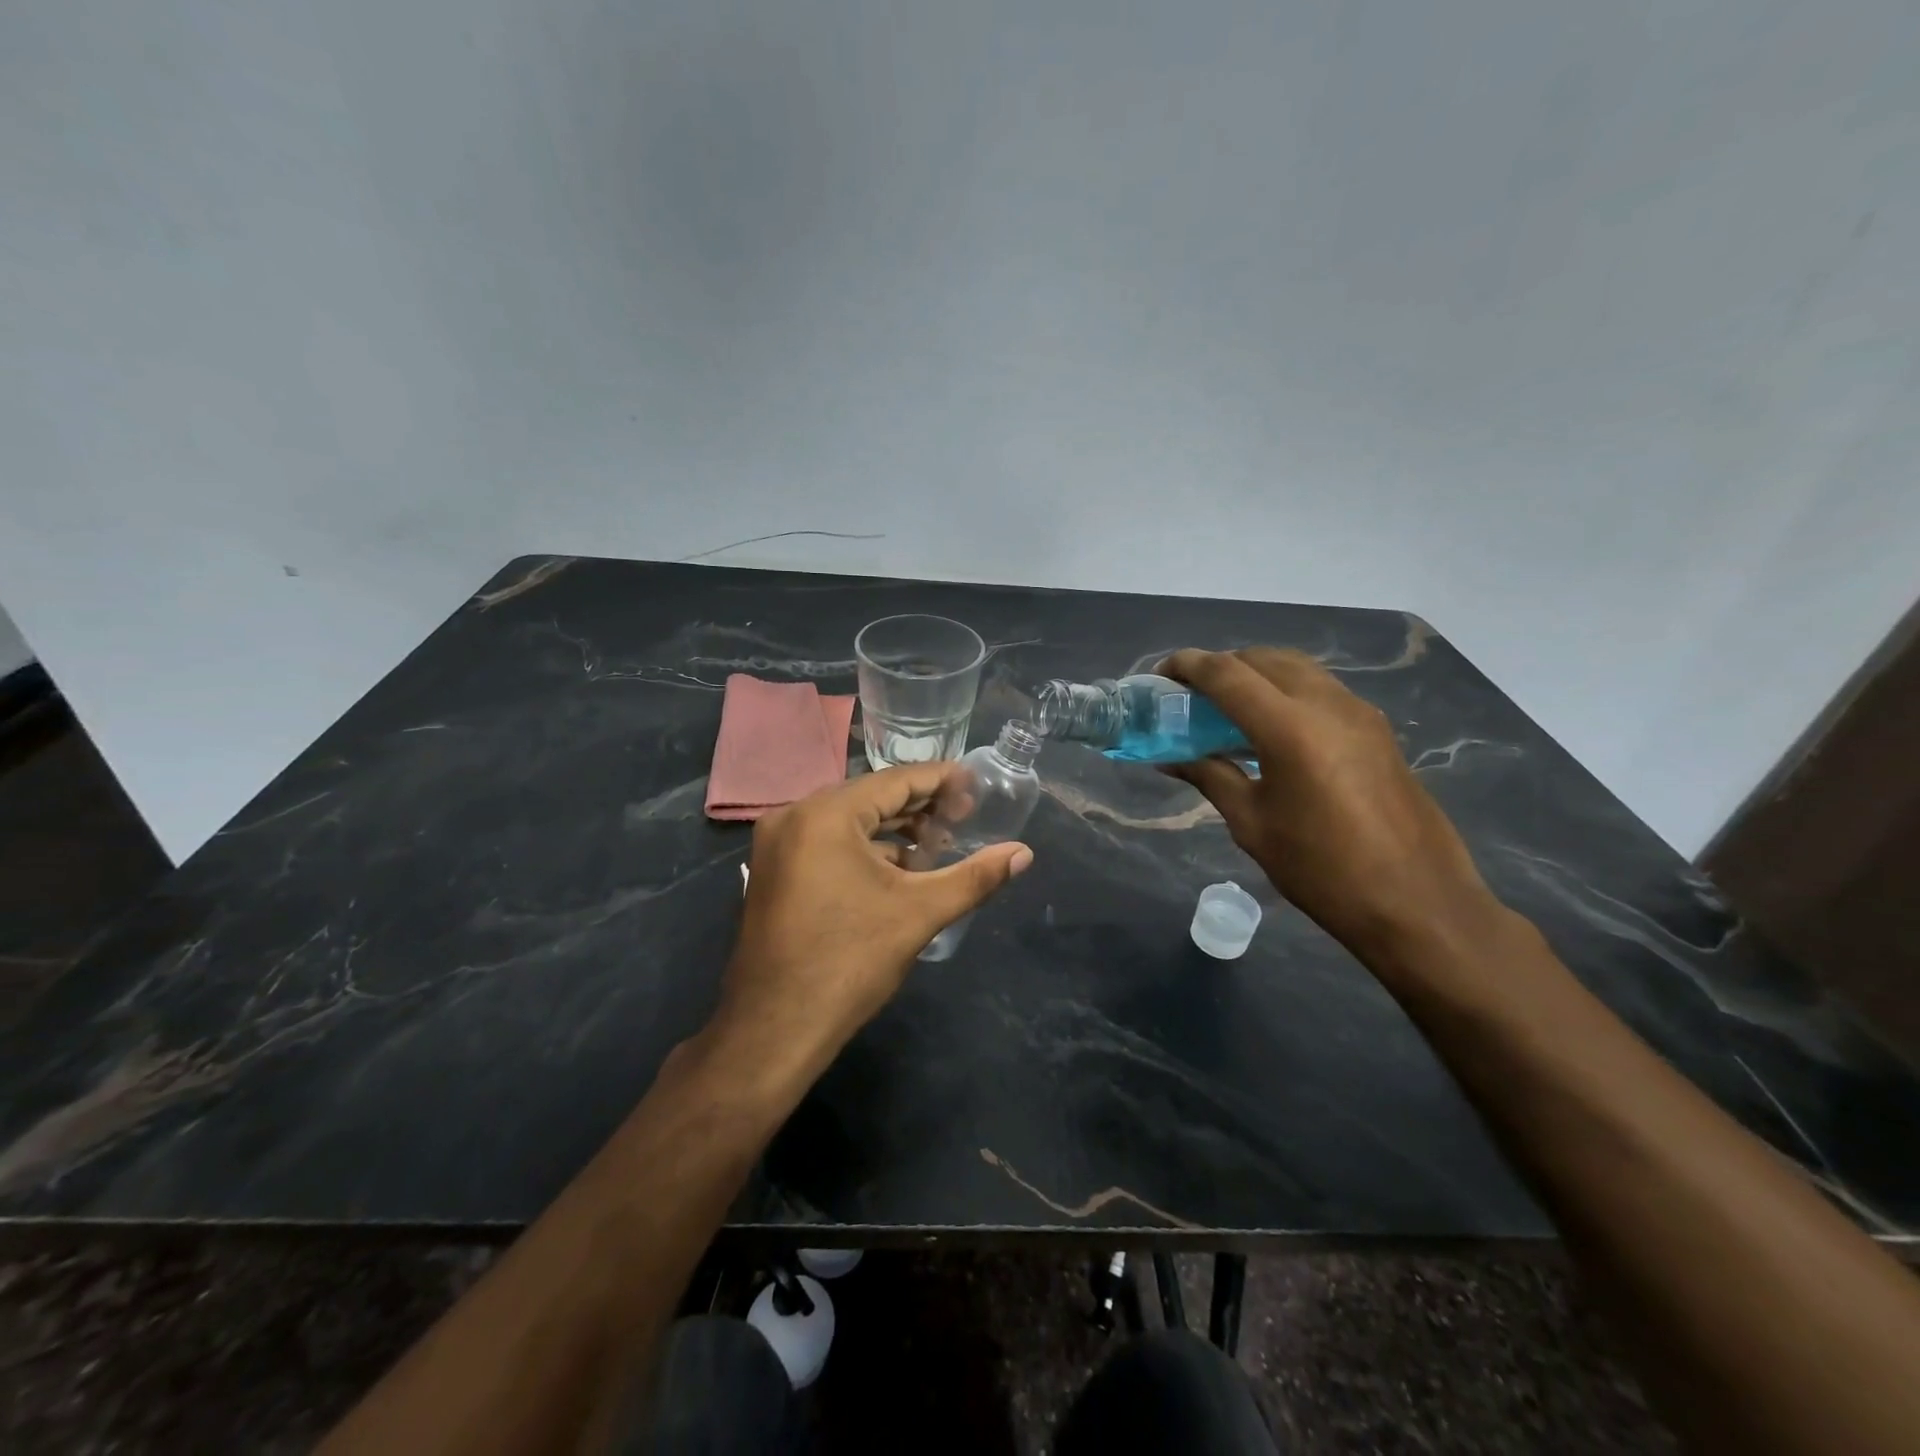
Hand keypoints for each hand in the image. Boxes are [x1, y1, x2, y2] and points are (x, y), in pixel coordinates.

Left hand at [713, 763, 1033, 1078]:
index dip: (941, 780)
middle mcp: (794, 816)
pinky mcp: (774, 871)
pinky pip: (828, 842)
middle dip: (919, 807)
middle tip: (964, 817)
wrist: (775, 1029)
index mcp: (826, 814)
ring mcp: (777, 844)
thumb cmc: (849, 962)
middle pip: (870, 797)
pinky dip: (865, 849)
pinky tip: (899, 869)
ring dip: (893, 830)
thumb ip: (974, 877)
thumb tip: (1024, 854)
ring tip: (938, 845)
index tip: (976, 784)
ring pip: (848, 821)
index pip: (895, 781)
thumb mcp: (919, 913)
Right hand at [1160, 648, 1498, 960]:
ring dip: (1256, 675)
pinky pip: (1320, 690)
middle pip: (1262, 659)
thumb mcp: (1252, 824)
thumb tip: (1172, 759)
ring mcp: (1359, 713)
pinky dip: (1285, 692)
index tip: (1160, 675)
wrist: (1418, 903)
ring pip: (1296, 669)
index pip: (1227, 674)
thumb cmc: (1322, 869)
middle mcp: (1327, 704)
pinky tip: (1270, 730)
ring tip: (1227, 709)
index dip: (1187, 666)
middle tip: (1191, 696)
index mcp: (1289, 728)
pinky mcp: (1376, 729)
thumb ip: (1211, 777)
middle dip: (1221, 666)